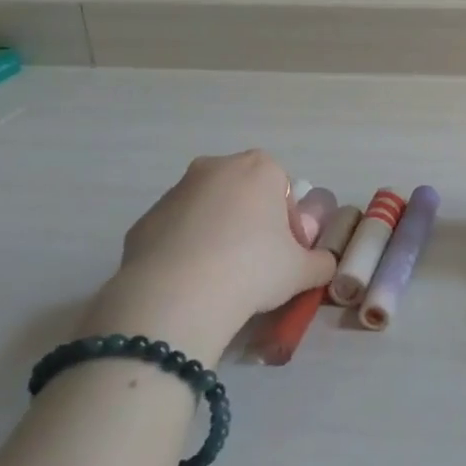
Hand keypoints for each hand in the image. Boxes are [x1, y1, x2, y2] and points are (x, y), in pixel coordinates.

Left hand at [88, 151, 337, 361]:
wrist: (176, 297)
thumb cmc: (252, 269)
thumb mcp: (303, 271)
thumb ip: (321, 263)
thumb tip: (322, 264)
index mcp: (260, 169)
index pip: (284, 190)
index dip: (290, 224)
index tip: (286, 254)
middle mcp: (216, 168)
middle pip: (244, 193)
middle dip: (252, 222)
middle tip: (257, 263)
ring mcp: (175, 191)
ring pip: (209, 210)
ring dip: (218, 234)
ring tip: (221, 277)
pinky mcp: (144, 220)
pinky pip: (176, 231)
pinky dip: (186, 249)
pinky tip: (190, 282)